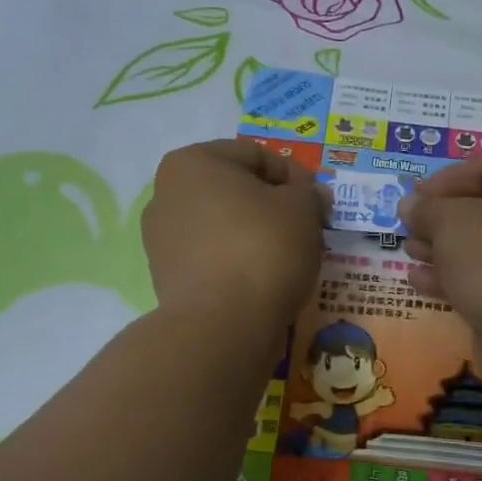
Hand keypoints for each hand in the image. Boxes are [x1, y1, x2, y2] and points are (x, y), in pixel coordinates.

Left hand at [141, 140, 326, 331]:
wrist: (222, 325)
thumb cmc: (263, 248)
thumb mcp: (303, 209)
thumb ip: (309, 193)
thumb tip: (309, 196)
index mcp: (192, 163)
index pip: (256, 155)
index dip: (295, 176)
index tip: (319, 203)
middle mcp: (166, 194)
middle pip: (235, 189)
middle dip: (272, 204)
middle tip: (306, 227)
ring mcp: (161, 239)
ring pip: (223, 225)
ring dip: (255, 233)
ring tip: (287, 256)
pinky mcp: (167, 278)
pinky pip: (213, 257)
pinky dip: (238, 261)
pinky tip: (262, 279)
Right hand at [398, 153, 481, 341]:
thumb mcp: (450, 222)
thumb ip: (426, 208)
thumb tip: (409, 204)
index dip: (445, 180)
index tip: (414, 196)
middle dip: (443, 217)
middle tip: (409, 225)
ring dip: (445, 247)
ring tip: (409, 251)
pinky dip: (458, 275)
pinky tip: (420, 281)